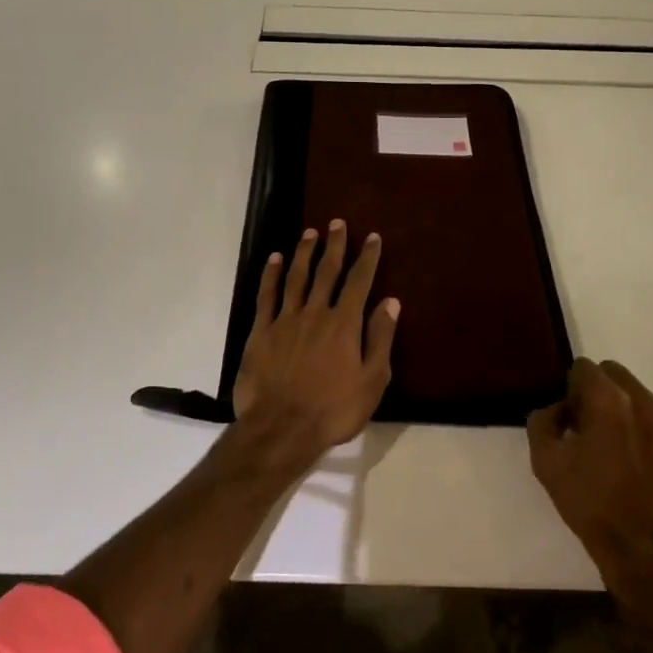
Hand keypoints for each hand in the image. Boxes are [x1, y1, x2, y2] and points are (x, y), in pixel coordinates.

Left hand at [232, 219, 399, 464]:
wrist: (281, 428)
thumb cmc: (333, 410)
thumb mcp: (372, 381)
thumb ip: (381, 338)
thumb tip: (391, 302)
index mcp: (344, 324)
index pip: (360, 282)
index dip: (367, 258)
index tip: (372, 237)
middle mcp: (316, 313)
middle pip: (327, 271)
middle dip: (334, 245)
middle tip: (337, 223)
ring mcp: (285, 320)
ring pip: (297, 277)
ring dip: (305, 252)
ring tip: (310, 232)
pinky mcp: (261, 331)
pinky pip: (267, 295)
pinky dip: (271, 274)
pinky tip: (275, 259)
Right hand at [527, 358, 652, 592]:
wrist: (648, 558)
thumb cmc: (592, 506)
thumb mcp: (545, 463)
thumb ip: (542, 421)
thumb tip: (558, 409)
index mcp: (608, 400)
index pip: (584, 367)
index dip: (572, 390)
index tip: (572, 419)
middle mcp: (647, 402)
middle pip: (618, 377)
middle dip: (602, 395)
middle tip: (596, 433)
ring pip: (647, 403)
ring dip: (633, 418)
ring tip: (628, 458)